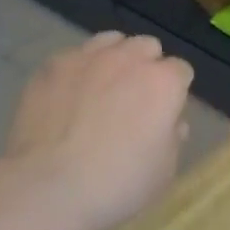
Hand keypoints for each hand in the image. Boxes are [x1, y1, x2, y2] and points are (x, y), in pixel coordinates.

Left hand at [3, 32, 193, 229]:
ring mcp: (88, 57)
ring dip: (114, 58)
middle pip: (147, 47)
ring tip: (102, 87)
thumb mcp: (164, 171)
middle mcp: (130, 59)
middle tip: (134, 99)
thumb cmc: (116, 184)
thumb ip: (173, 138)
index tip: (165, 113)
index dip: (175, 91)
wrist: (48, 188)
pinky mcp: (53, 66)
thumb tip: (171, 122)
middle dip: (146, 66)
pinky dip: (77, 70)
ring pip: (111, 41)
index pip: (181, 70)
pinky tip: (68, 95)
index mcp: (164, 83)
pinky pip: (74, 56)